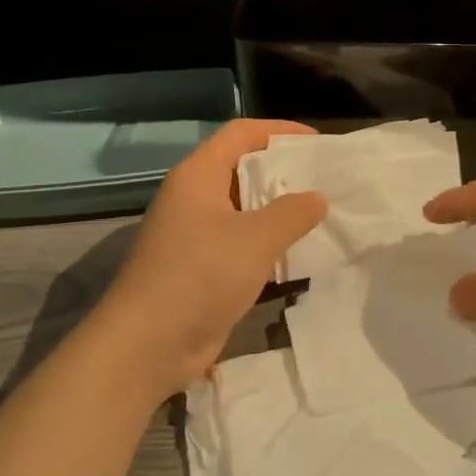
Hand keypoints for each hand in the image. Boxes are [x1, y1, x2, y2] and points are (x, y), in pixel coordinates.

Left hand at [97, 119, 325, 395]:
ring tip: (322, 216)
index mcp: (198, 175)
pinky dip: (269, 246)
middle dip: (284, 173)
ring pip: (245, 211)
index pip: (241, 133)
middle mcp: (194, 198)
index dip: (280, 130)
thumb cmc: (200, 275)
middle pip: (243, 170)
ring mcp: (195, 235)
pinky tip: (299, 256)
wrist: (148, 344)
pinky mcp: (202, 269)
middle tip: (327, 181)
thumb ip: (293, 213)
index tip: (318, 143)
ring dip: (280, 213)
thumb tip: (318, 198)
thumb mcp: (255, 238)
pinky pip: (241, 245)